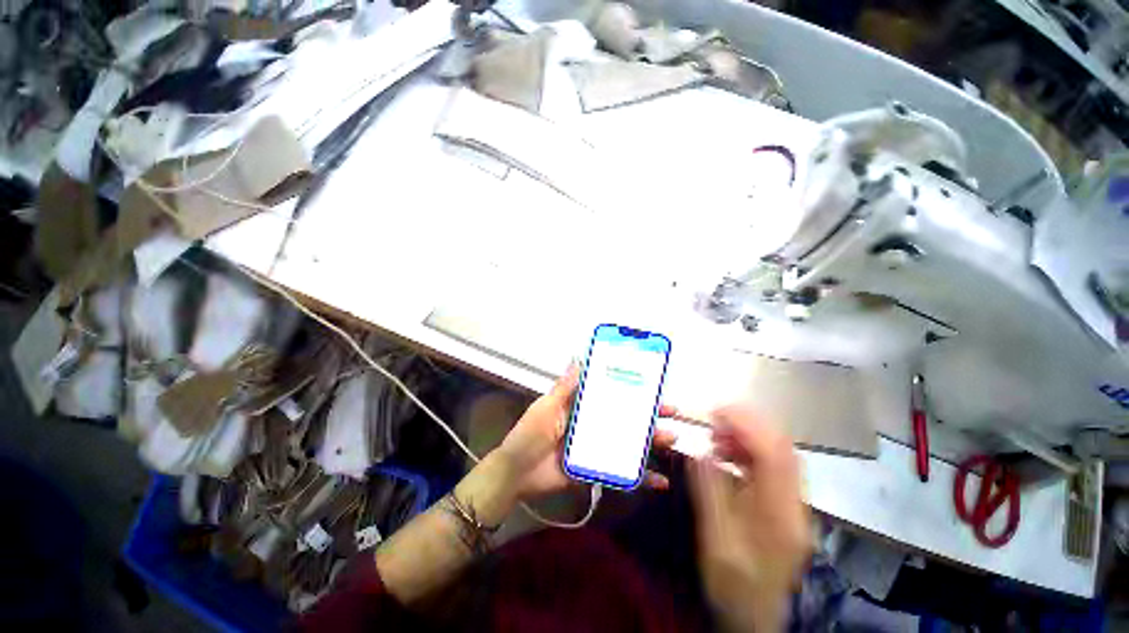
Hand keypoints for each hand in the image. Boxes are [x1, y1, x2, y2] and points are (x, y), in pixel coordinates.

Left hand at [495, 363, 676, 499]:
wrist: (516, 473)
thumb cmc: (529, 435)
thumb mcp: (546, 407)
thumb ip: (564, 387)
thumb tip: (578, 358)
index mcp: (581, 407)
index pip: (610, 395)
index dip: (629, 389)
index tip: (651, 384)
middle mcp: (592, 425)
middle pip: (625, 418)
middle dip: (649, 415)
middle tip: (672, 413)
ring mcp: (596, 448)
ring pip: (628, 443)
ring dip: (651, 442)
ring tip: (671, 439)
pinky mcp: (596, 469)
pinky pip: (622, 473)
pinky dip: (640, 477)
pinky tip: (660, 481)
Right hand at [689, 404, 811, 632]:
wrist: (757, 617)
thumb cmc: (734, 585)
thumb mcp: (715, 541)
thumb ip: (709, 493)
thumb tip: (700, 452)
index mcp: (779, 516)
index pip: (773, 456)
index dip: (747, 425)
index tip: (717, 411)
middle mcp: (795, 506)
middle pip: (783, 449)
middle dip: (749, 424)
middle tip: (715, 418)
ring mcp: (794, 505)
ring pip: (780, 455)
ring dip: (749, 436)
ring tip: (718, 436)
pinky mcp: (786, 505)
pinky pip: (773, 467)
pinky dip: (750, 451)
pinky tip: (729, 455)